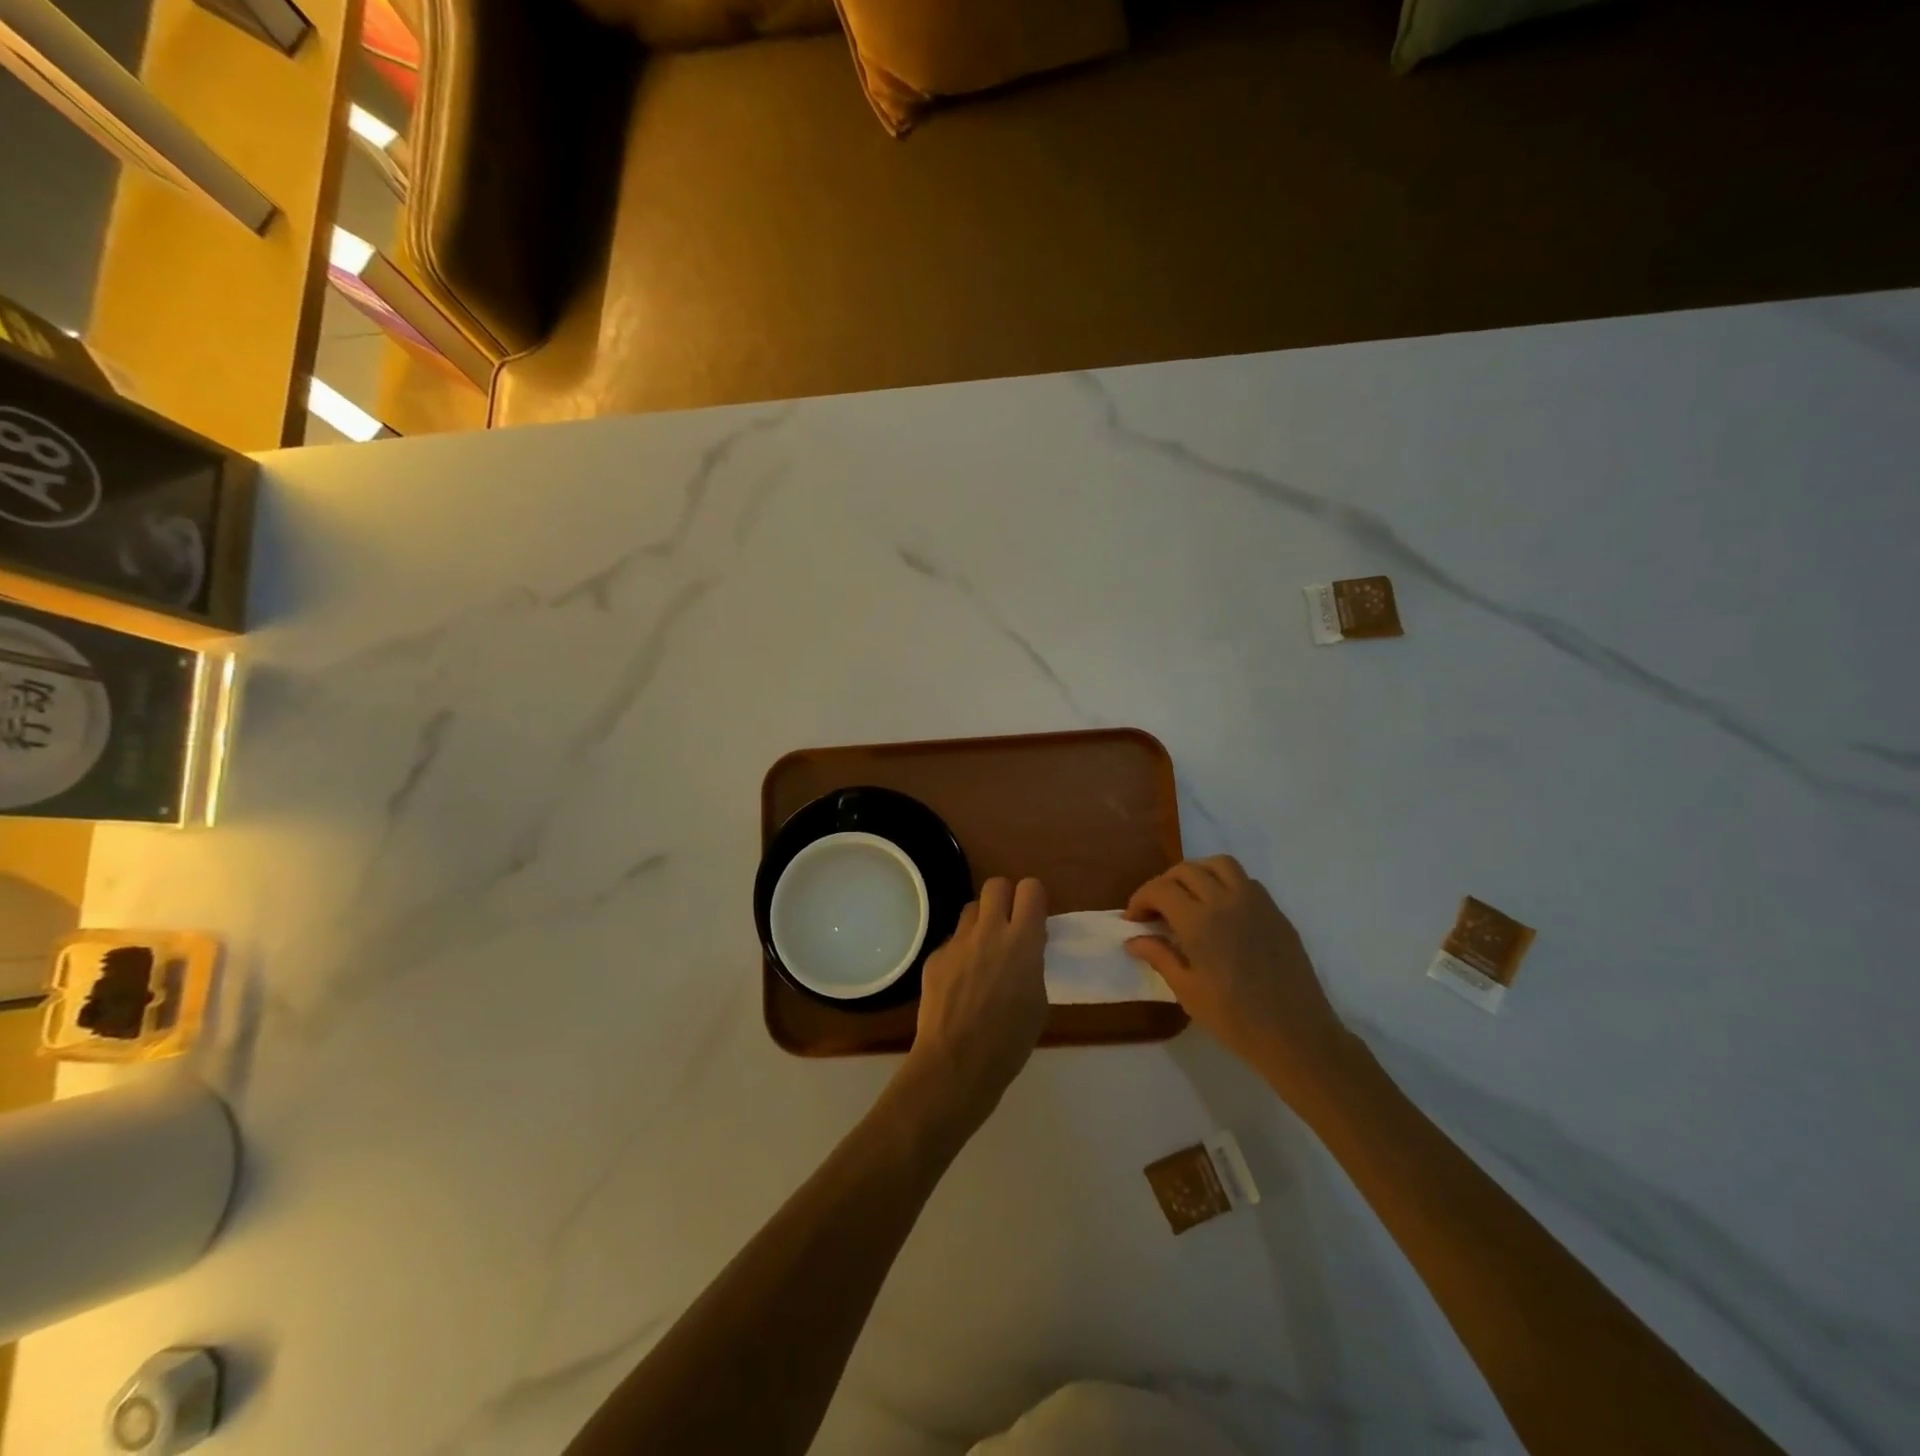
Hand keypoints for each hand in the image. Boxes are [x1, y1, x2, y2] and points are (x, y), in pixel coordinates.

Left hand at [901, 877, 1048, 1134]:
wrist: (956, 1064)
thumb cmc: (1009, 1042)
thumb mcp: (1038, 1001)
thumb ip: (1032, 964)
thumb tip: (1024, 949)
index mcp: (1022, 941)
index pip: (1031, 888)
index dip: (1033, 898)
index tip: (1034, 916)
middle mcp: (988, 931)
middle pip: (996, 885)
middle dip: (1005, 898)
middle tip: (1008, 924)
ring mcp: (957, 942)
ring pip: (970, 910)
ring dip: (981, 923)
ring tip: (983, 953)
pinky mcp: (934, 957)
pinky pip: (952, 942)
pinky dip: (960, 953)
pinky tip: (960, 982)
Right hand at [1124, 857, 1351, 1104]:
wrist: (1296, 1035)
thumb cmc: (1235, 1018)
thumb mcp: (1187, 991)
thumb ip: (1159, 957)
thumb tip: (1133, 940)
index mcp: (1200, 922)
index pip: (1160, 889)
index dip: (1141, 899)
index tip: (1134, 920)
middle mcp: (1226, 901)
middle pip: (1186, 870)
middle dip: (1164, 884)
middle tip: (1156, 911)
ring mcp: (1256, 902)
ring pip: (1219, 864)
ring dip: (1197, 873)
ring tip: (1188, 898)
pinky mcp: (1276, 912)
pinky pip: (1246, 881)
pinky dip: (1225, 884)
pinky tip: (1221, 911)